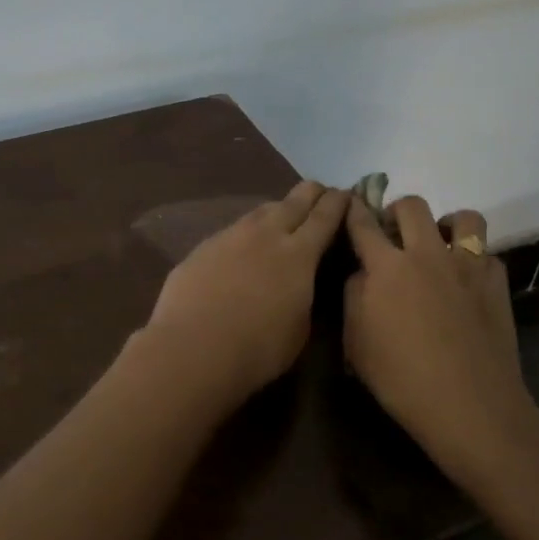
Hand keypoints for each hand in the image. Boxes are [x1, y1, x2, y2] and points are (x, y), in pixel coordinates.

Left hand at [142, 179, 350, 409]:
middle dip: (311, 193)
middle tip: (319, 191)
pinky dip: (245, 233)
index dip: (338, 202)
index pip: (325, 216)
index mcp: (299, 254)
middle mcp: (266, 234)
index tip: (345, 193)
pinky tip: (242, 246)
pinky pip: (232, 231)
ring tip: (281, 215)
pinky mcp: (203, 247)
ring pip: (260, 211)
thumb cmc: (257, 348)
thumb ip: (304, 296)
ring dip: (276, 209)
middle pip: (294, 201)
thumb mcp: (299, 329)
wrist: (193, 348)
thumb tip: (299, 284)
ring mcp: (231, 236)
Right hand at [343, 194, 534, 481]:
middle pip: (413, 206)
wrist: (469, 405)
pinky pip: (487, 253)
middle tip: (394, 232)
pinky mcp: (496, 283)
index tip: (350, 203)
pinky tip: (467, 281)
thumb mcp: (356, 343)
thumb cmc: (401, 379)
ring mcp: (467, 266)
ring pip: (463, 218)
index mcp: (387, 267)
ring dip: (446, 225)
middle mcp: (427, 254)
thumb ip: (354, 297)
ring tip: (439, 246)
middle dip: (398, 211)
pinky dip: (474, 259)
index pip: (363, 224)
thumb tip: (362, 273)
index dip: (353, 209)